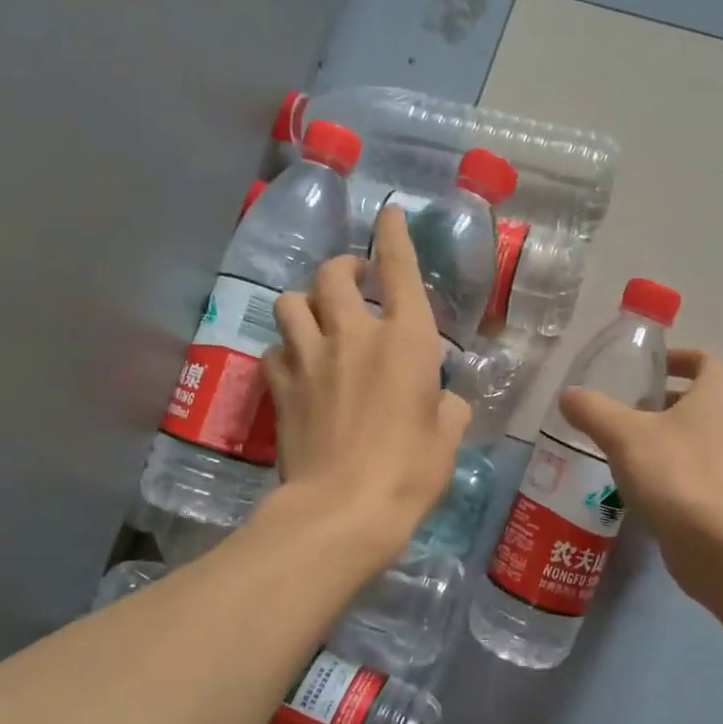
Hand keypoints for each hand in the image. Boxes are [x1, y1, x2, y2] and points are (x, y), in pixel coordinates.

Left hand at [262, 206, 470, 566]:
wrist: (343, 509)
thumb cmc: (410, 471)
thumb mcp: (448, 437)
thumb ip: (448, 407)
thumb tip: (442, 400)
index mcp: (406, 339)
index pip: (400, 268)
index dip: (394, 236)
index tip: (389, 214)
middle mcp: (354, 334)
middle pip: (333, 274)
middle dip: (343, 268)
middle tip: (354, 280)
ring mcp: (310, 357)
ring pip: (290, 302)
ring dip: (305, 303)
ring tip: (316, 318)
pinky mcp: (280, 386)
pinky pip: (274, 349)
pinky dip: (285, 349)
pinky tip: (295, 365)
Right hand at [559, 349, 722, 597]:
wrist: (718, 544)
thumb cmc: (675, 472)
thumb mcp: (623, 434)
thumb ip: (593, 410)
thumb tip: (569, 396)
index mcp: (719, 395)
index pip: (705, 361)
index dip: (677, 359)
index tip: (647, 369)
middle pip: (700, 400)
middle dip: (663, 401)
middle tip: (626, 410)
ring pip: (697, 438)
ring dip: (665, 437)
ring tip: (625, 448)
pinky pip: (697, 471)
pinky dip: (671, 470)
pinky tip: (640, 486)